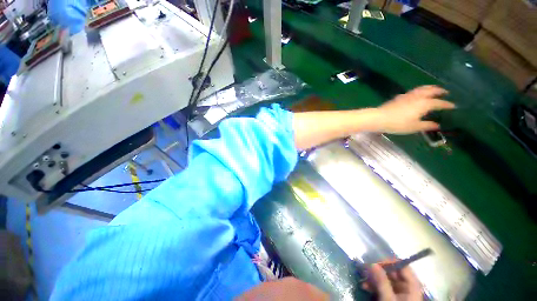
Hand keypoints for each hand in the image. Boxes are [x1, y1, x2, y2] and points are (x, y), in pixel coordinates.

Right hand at [362, 264, 421, 300]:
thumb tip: (372, 263)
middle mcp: (407, 287)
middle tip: (365, 271)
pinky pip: (383, 286)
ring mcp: (400, 292)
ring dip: (373, 279)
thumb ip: (382, 282)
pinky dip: (374, 285)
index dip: (390, 262)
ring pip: (386, 279)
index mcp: (412, 287)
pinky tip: (365, 287)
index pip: (404, 266)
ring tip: (363, 282)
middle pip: (393, 272)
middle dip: (377, 271)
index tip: (375, 262)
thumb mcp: (388, 300)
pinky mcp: (393, 297)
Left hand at [375, 85, 454, 133]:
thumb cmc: (397, 124)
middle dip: (439, 90)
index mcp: (424, 104)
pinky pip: (412, 91)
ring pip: (421, 89)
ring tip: (433, 89)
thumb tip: (437, 125)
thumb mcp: (414, 127)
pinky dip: (419, 90)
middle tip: (445, 92)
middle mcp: (417, 97)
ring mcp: (407, 96)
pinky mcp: (399, 97)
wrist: (379, 118)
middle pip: (431, 91)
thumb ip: (426, 125)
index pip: (439, 103)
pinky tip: (417, 94)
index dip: (446, 104)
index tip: (453, 105)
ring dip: (429, 88)